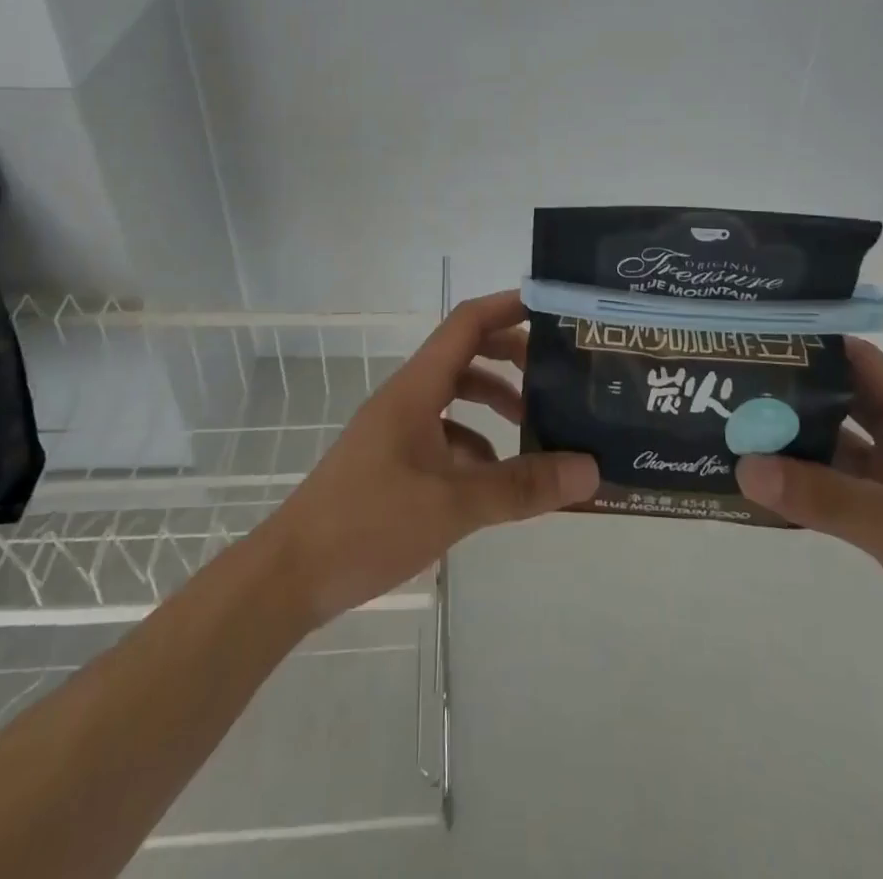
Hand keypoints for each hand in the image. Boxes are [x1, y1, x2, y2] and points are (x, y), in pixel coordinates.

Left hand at [259, 290, 599, 625]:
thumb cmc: (368, 522)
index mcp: (417, 388)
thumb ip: (522, 486)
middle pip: (465, 355)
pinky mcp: (393, 462)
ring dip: (494, 403)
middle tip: (556, 376)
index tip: (552, 310)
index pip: (467, 323)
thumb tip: (590, 469)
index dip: (507, 307)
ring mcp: (398, 430)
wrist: (292, 574)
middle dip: (511, 359)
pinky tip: (496, 480)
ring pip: (455, 397)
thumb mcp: (454, 503)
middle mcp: (408, 398)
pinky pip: (444, 435)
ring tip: (536, 430)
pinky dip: (475, 444)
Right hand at [736, 339, 882, 726]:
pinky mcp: (881, 528)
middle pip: (841, 404)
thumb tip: (745, 464)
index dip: (819, 345)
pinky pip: (828, 492)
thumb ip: (824, 496)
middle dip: (792, 391)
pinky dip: (796, 485)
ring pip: (831, 449)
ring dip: (788, 440)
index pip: (866, 366)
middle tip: (732, 383)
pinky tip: (756, 485)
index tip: (762, 339)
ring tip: (732, 428)